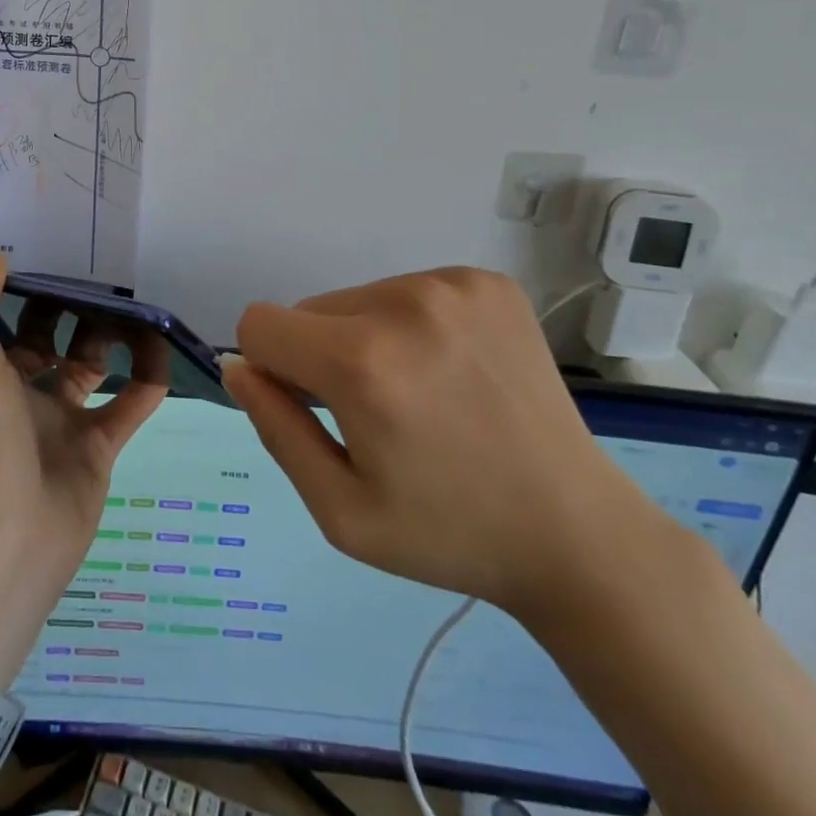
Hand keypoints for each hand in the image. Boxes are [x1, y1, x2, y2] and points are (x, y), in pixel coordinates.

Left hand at [0, 255, 167, 681]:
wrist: (9, 552)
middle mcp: (9, 393)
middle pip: (30, 339)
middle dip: (56, 308)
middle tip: (91, 276)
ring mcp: (53, 423)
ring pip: (83, 366)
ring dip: (107, 339)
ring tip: (133, 310)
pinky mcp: (92, 450)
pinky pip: (125, 407)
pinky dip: (145, 382)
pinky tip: (162, 355)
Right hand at [223, 267, 667, 620]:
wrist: (576, 533)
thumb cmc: (448, 533)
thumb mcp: (340, 511)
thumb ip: (274, 428)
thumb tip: (239, 366)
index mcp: (362, 363)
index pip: (260, 323)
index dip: (269, 367)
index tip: (311, 407)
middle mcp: (403, 303)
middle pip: (310, 310)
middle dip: (320, 355)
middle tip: (377, 414)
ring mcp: (452, 285)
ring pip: (358, 298)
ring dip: (367, 338)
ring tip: (422, 395)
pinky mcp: (488, 282)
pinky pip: (409, 289)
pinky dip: (414, 325)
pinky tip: (455, 372)